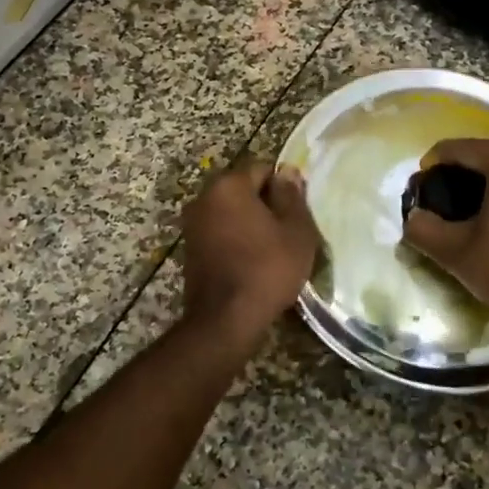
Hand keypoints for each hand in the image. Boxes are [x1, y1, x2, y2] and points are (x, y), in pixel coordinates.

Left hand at [181, 158, 319, 347]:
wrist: (226, 319)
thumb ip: (292, 196)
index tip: (298, 213)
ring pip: (232, 213)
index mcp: (228, 185)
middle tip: (289, 232)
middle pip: (244, 190)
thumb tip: (287, 172)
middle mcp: (204, 198)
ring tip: (273, 250)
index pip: (263, 169)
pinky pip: (221, 233)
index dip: (284, 188)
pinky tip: (253, 263)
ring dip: (251, 224)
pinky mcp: (191, 250)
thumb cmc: (268, 269)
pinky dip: (237, 241)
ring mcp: (193, 225)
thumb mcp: (296, 231)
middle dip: (266, 205)